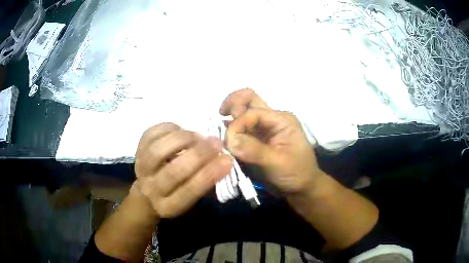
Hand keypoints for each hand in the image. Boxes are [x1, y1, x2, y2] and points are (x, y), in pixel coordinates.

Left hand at [135, 123, 231, 217]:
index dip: (209, 174)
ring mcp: (141, 168)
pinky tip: (181, 130)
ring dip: (183, 140)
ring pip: (158, 151)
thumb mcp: (191, 198)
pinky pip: (151, 134)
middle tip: (217, 143)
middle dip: (199, 155)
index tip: (228, 160)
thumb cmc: (176, 193)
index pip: (189, 191)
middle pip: (174, 172)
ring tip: (199, 136)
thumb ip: (205, 181)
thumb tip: (223, 159)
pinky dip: (169, 129)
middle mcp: (152, 189)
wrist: (147, 192)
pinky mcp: (137, 150)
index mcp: (169, 205)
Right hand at [220, 88, 322, 194]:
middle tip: (222, 117)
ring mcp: (263, 130)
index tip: (229, 143)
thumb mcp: (277, 162)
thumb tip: (229, 139)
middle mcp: (271, 120)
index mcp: (280, 120)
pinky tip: (225, 141)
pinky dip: (231, 131)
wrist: (301, 188)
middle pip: (249, 100)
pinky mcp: (256, 140)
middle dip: (233, 104)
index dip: (238, 124)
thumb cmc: (295, 172)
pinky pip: (241, 130)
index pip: (252, 112)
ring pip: (243, 113)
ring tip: (222, 133)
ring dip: (230, 118)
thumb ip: (253, 150)